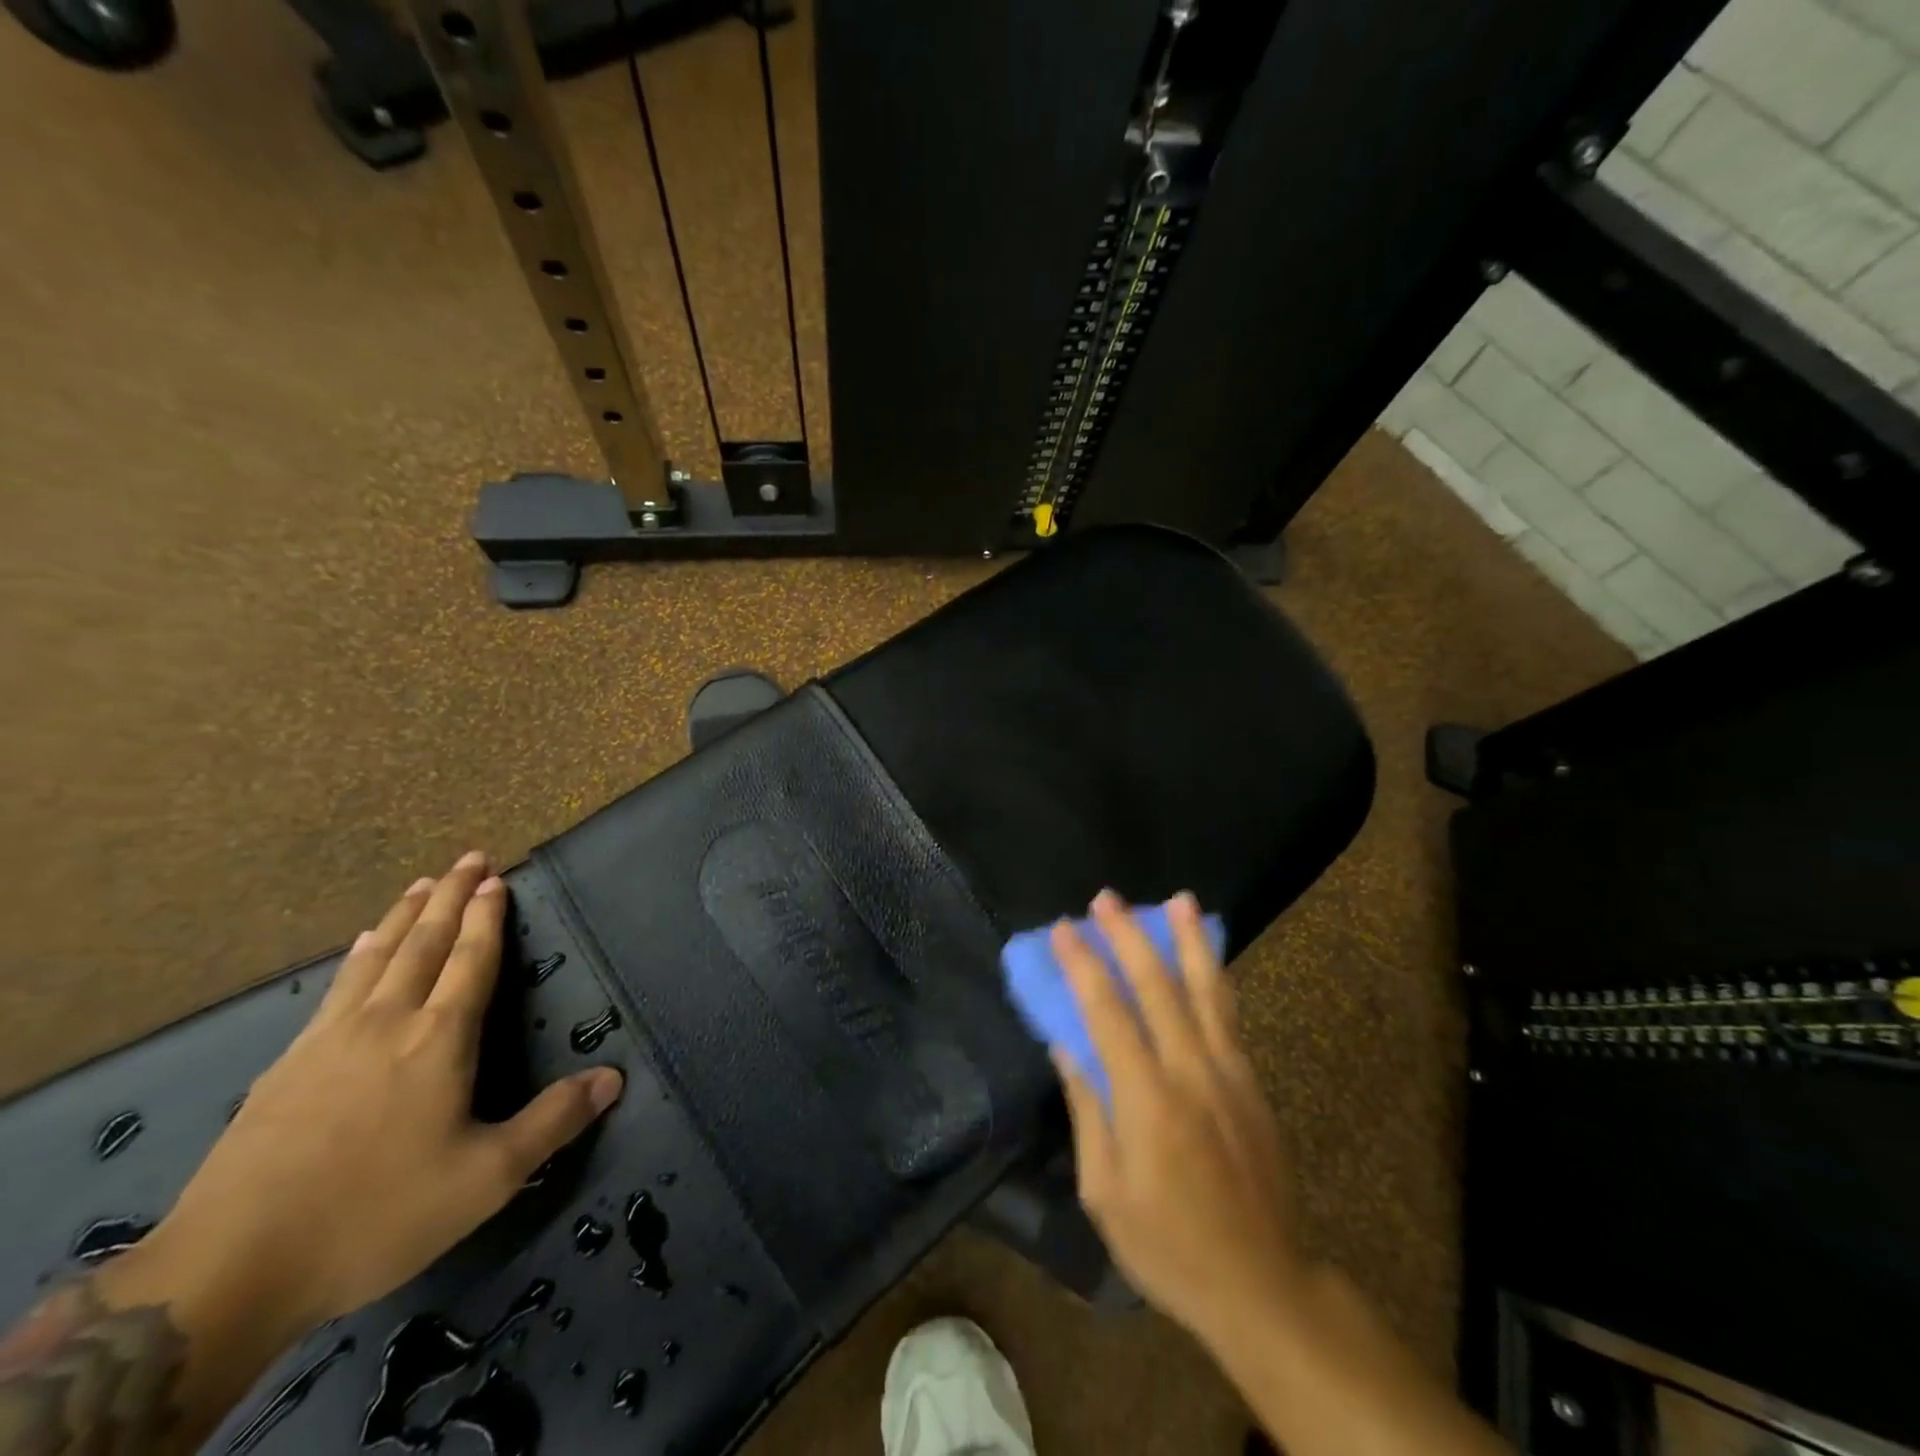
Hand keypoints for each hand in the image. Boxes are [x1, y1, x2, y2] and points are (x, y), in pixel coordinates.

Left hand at [116, 853, 623, 1339]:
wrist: (228, 1270)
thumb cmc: (375, 1216)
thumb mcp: (486, 1178)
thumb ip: (552, 1122)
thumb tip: (614, 1077)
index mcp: (439, 1040)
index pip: (471, 960)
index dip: (487, 917)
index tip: (496, 878)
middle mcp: (387, 1022)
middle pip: (425, 943)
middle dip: (451, 897)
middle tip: (468, 858)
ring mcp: (329, 1040)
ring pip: (377, 957)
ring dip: (405, 915)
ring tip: (421, 884)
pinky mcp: (285, 1066)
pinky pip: (336, 987)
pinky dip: (359, 955)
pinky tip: (360, 949)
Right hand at [1051, 890, 1303, 1351]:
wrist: (1262, 1284)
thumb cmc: (1168, 1245)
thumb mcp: (1105, 1193)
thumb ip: (1087, 1110)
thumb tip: (1066, 1047)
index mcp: (1147, 1100)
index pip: (1107, 1012)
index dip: (1082, 965)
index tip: (1061, 929)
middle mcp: (1190, 1071)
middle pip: (1156, 986)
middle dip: (1128, 935)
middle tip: (1105, 897)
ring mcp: (1228, 1072)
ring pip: (1206, 989)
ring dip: (1188, 939)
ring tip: (1179, 899)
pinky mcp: (1252, 1082)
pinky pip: (1228, 1014)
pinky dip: (1214, 976)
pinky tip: (1206, 955)